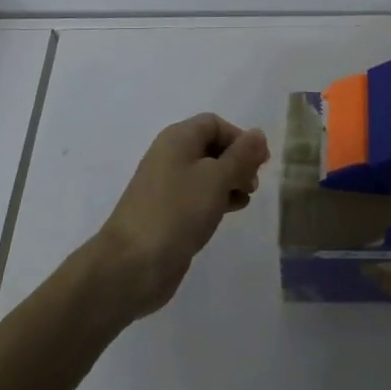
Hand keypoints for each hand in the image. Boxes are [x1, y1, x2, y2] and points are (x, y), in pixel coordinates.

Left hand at [90, 113, 268, 318]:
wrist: (132, 265)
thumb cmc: (177, 211)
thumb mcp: (216, 178)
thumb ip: (241, 155)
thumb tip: (258, 134)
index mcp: (177, 140)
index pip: (214, 124)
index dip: (239, 138)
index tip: (259, 162)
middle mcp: (170, 157)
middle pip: (211, 147)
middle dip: (237, 161)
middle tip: (253, 183)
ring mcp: (167, 188)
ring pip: (207, 174)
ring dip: (230, 182)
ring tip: (246, 198)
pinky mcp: (169, 214)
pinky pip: (198, 197)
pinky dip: (218, 199)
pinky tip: (231, 212)